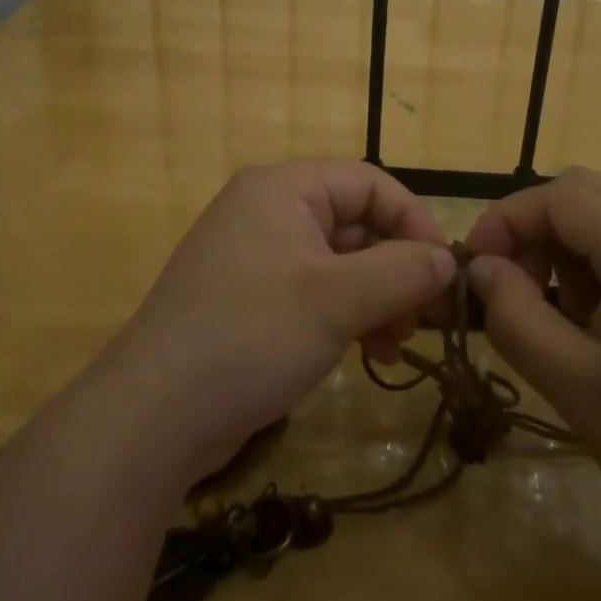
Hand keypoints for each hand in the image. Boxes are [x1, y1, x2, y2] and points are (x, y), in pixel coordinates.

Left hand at [95, 161, 455, 487]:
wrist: (153, 417)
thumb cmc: (251, 336)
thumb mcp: (337, 301)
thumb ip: (402, 272)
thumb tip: (448, 260)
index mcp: (283, 190)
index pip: (369, 184)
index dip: (413, 221)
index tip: (445, 270)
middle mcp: (268, 212)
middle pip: (355, 224)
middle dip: (396, 270)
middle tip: (423, 320)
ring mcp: (256, 258)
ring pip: (339, 264)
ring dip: (377, 299)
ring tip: (395, 345)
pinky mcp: (250, 301)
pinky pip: (314, 293)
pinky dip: (346, 317)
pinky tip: (366, 354)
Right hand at [464, 167, 600, 554]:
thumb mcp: (573, 384)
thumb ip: (514, 316)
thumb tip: (482, 268)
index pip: (558, 197)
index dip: (504, 221)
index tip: (474, 269)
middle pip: (586, 192)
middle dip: (535, 229)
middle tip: (513, 288)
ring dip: (569, 246)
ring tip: (562, 316)